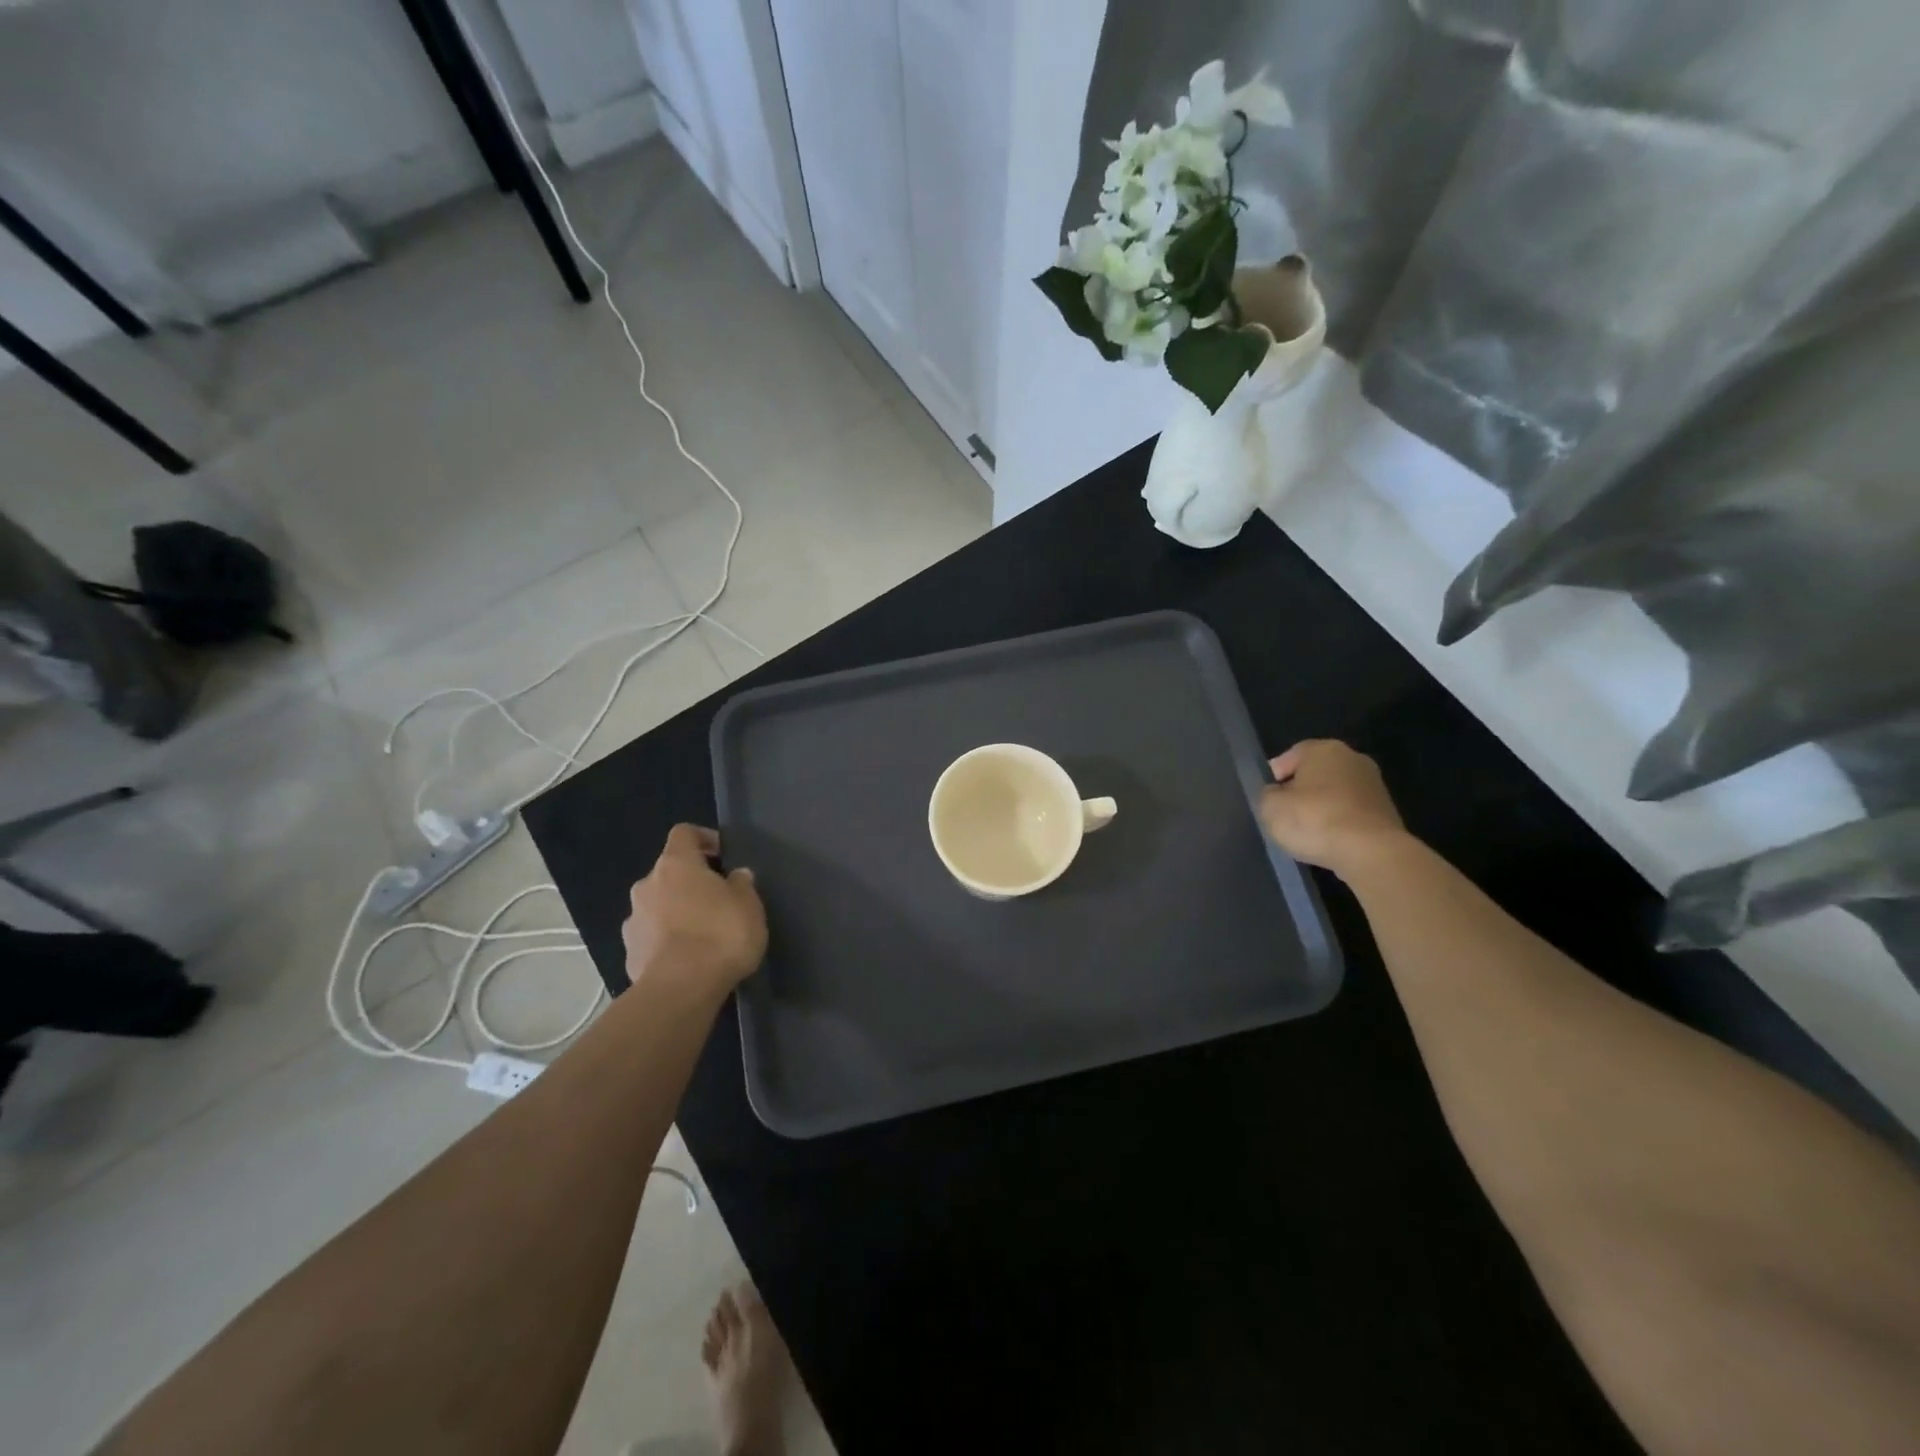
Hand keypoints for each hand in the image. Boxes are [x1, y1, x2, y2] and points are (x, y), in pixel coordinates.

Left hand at [622, 825, 767, 999]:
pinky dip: (666, 941)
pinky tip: (687, 959)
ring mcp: (632, 920)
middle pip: (669, 872)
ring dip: (676, 912)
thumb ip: (742, 884)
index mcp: (675, 863)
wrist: (681, 989)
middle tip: (718, 901)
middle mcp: (647, 885)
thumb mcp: (749, 904)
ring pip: (658, 905)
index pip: (684, 833)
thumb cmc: (720, 934)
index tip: (723, 856)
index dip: (704, 839)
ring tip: (703, 934)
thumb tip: (735, 876)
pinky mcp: (629, 953)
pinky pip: (651, 936)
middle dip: (691, 882)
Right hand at [1258, 740, 1409, 878]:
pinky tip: (1330, 842)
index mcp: (1323, 749)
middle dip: (1300, 793)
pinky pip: (1351, 814)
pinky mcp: (1387, 812)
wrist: (1371, 853)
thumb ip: (1267, 795)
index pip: (1288, 758)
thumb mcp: (1269, 807)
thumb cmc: (1314, 820)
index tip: (1267, 801)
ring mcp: (1374, 785)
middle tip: (1284, 816)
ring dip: (1321, 810)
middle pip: (1315, 774)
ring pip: (1334, 794)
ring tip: (1307, 834)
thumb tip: (1276, 795)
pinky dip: (1339, 824)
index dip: (1273, 779)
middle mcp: (1353, 758)